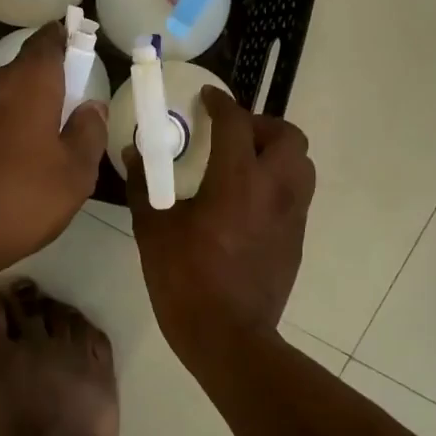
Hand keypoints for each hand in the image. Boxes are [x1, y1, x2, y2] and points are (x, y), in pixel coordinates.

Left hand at [0, 23, 107, 278]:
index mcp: (27, 82)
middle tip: (42, 131)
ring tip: (3, 158)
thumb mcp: (73, 177)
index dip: (61, 42)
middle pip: (13, 75)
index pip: (47, 42)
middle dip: (29, 94)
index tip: (70, 48)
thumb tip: (92, 106)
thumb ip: (88, 134)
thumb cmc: (15, 202)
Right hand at [127, 88, 314, 359]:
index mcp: (237, 181)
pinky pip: (297, 194)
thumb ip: (144, 186)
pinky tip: (250, 201)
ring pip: (302, 164)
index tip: (208, 98)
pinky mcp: (297, 238)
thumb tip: (134, 154)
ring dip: (277, 152)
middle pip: (288, 135)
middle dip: (261, 125)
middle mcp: (274, 189)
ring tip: (246, 163)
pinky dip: (279, 182)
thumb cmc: (185, 280)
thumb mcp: (154, 231)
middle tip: (233, 134)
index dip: (221, 103)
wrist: (228, 337)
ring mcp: (292, 215)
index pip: (236, 123)